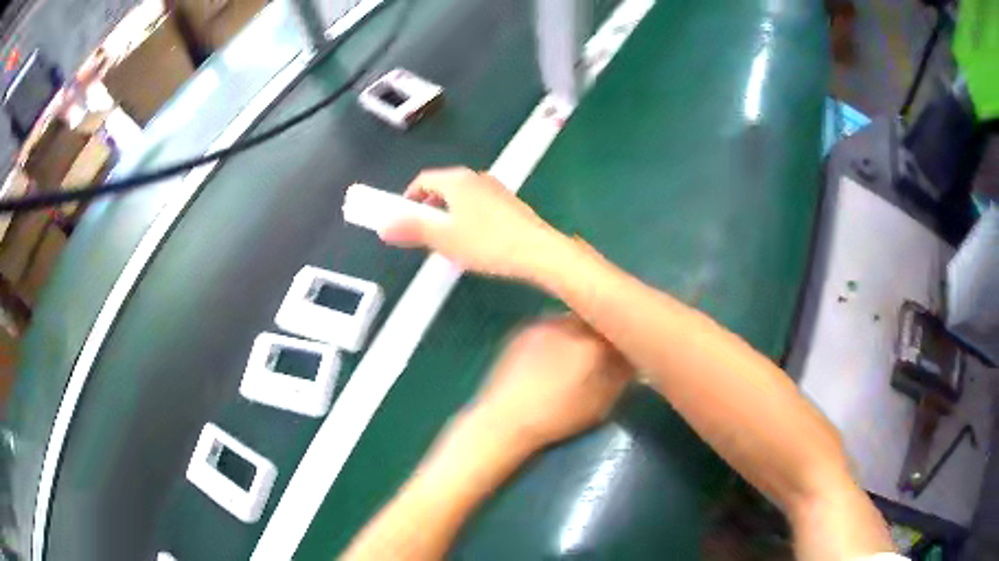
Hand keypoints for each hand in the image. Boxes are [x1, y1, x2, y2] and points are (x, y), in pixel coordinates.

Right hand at [380, 167, 562, 278]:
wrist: (538, 251)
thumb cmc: (487, 243)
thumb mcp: (443, 239)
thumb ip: (411, 229)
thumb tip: (383, 225)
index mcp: (456, 180)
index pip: (423, 180)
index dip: (407, 198)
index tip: (401, 218)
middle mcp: (476, 177)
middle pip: (442, 187)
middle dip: (427, 208)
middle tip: (422, 232)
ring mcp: (496, 189)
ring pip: (462, 197)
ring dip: (448, 214)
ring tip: (447, 240)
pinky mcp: (510, 204)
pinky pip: (479, 205)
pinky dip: (467, 218)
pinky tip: (474, 241)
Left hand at [467, 315, 631, 450]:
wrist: (504, 419)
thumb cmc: (556, 417)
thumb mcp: (599, 403)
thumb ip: (620, 375)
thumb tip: (631, 357)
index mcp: (593, 342)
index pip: (620, 327)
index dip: (626, 337)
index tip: (628, 350)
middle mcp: (570, 324)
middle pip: (596, 320)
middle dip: (603, 332)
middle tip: (603, 354)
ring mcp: (544, 323)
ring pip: (573, 320)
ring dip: (581, 332)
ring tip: (576, 357)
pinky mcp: (524, 330)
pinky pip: (552, 326)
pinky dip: (559, 336)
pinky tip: (553, 357)